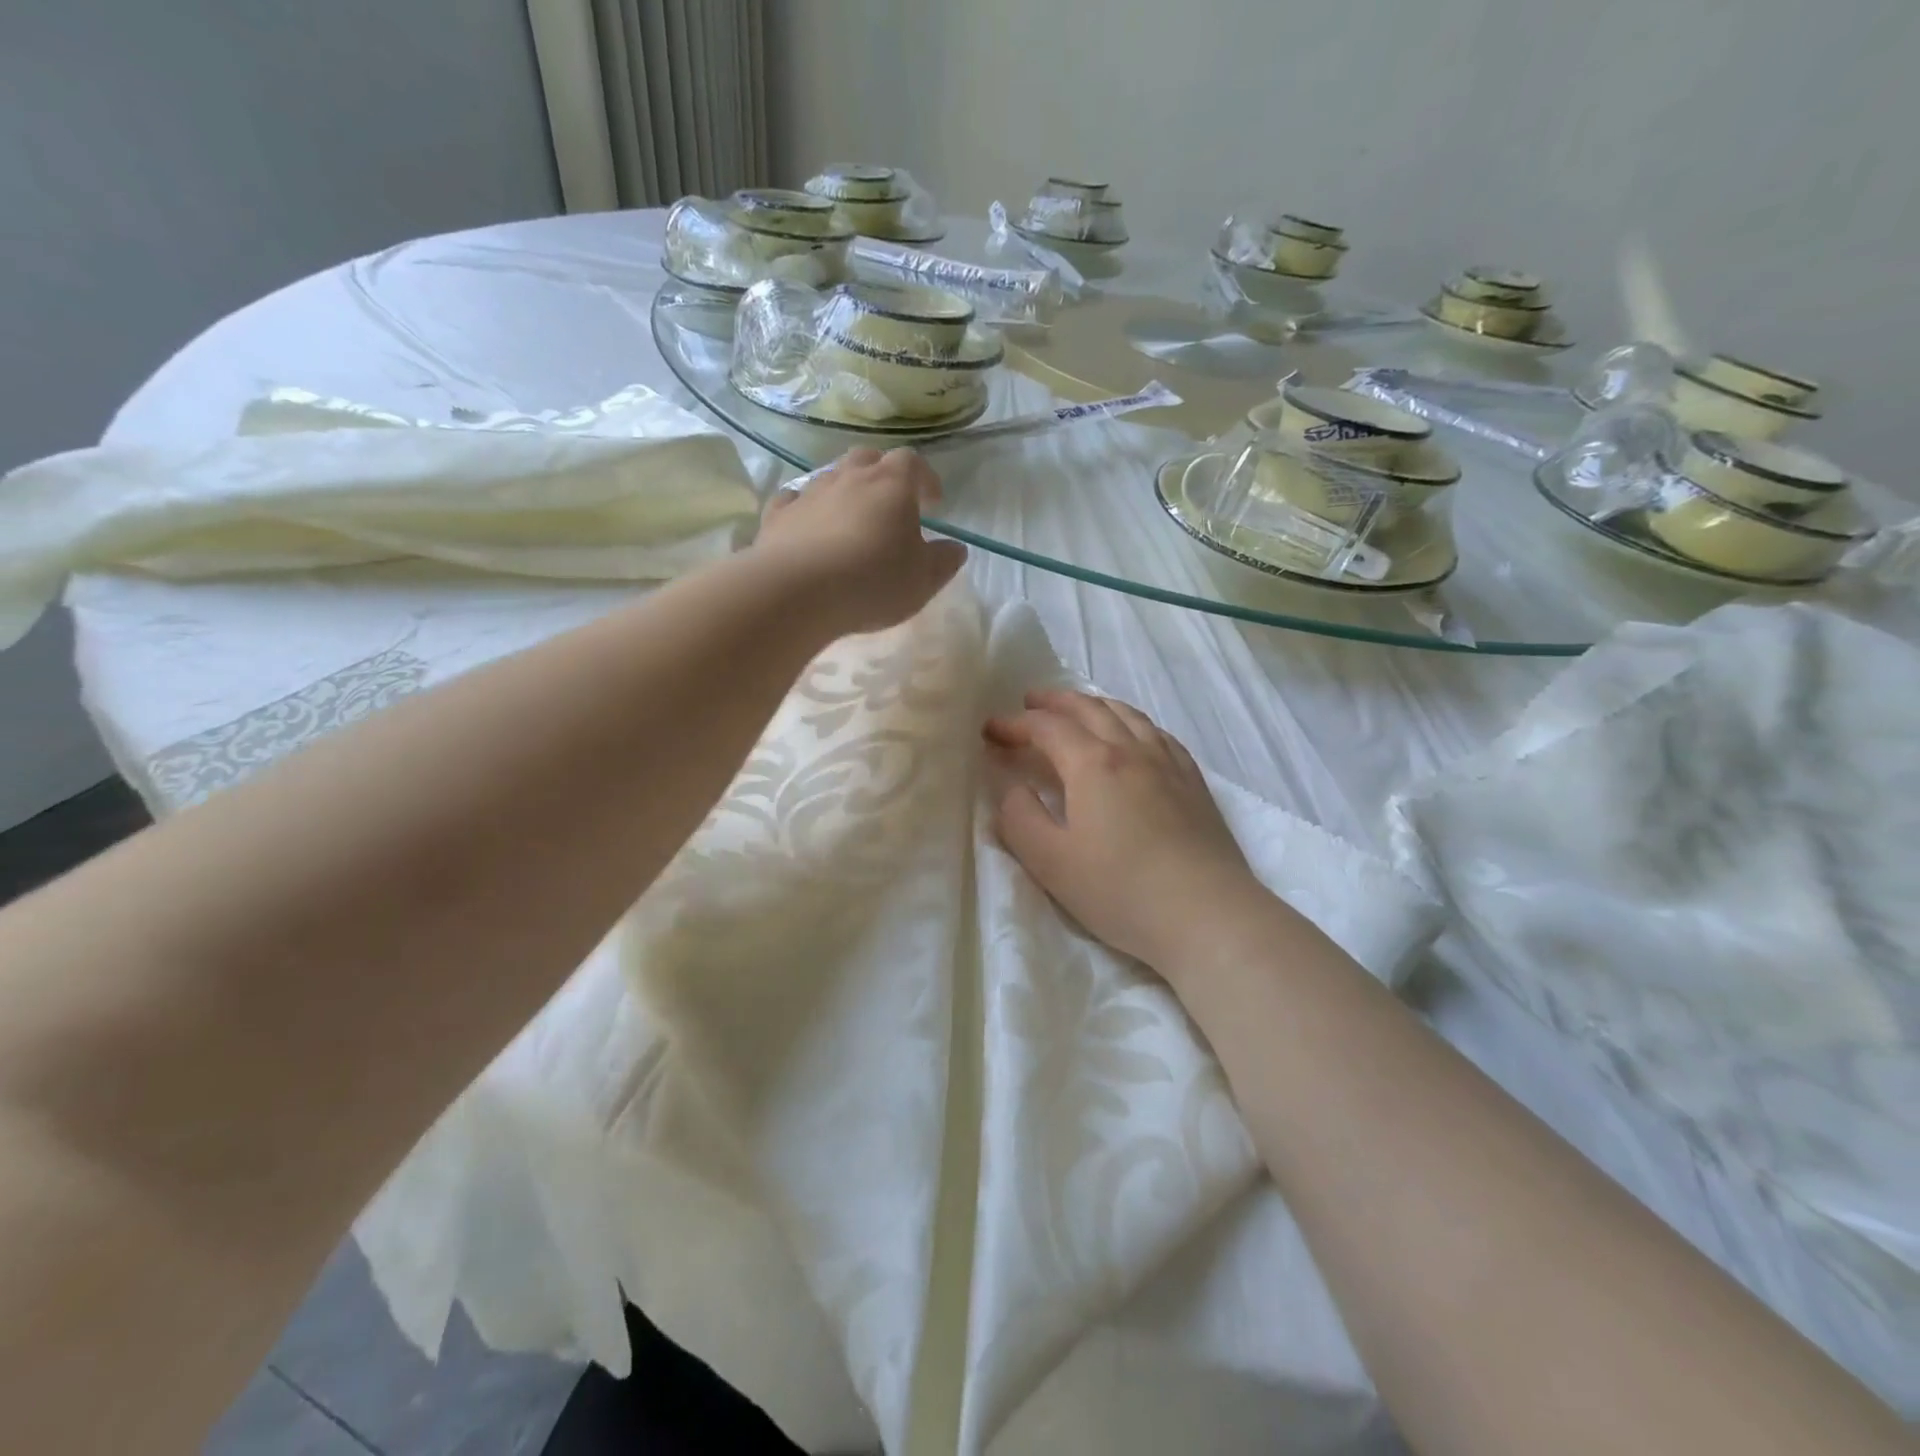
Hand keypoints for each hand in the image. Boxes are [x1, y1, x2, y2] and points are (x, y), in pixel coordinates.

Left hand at [755, 447, 966, 635]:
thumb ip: (943, 561)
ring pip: (831, 476)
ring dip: (845, 490)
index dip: (925, 478)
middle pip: (869, 458)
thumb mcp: (923, 580)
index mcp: (892, 485)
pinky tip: (808, 525)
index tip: (933, 502)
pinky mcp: (778, 515)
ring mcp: (810, 492)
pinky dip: (806, 507)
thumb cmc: (873, 582)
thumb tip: (955, 548)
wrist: (798, 592)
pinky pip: (795, 499)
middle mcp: (849, 477)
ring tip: (852, 518)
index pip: (913, 463)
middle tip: (891, 502)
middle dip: (883, 474)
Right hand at [985, 690, 1267, 974]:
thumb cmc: (1120, 890)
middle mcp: (1132, 750)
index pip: (1046, 727)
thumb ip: (1019, 818)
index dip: (1014, 723)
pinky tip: (1134, 736)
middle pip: (1089, 708)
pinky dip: (1133, 722)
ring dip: (1094, 705)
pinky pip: (1158, 733)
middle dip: (1054, 702)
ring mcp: (1168, 763)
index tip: (991, 730)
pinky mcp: (1193, 782)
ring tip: (1077, 709)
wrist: (1207, 914)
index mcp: (1093, 764)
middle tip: (1029, 702)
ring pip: (1127, 715)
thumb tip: (1011, 788)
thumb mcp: (1050, 861)